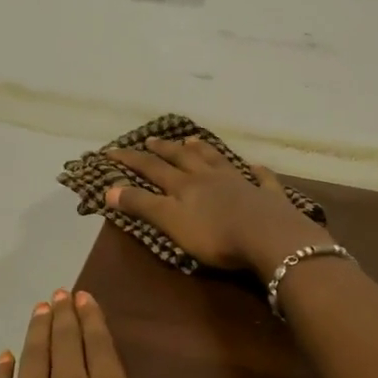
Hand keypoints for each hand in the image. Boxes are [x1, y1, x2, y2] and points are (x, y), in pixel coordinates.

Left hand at [0, 289, 285, 377]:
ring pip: (32, 357)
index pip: (101, 346)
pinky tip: (3, 358)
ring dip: (37, 332)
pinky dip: (0, 371)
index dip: (93, 319)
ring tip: (40, 310)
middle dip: (64, 316)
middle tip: (60, 293)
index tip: (84, 294)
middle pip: (65, 344)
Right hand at [104, 138, 333, 279]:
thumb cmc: (215, 235)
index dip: (130, 160)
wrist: (268, 237)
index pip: (151, 168)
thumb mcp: (171, 222)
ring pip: (217, 160)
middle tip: (151, 139)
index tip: (111, 151)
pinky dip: (256, 172)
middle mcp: (210, 177)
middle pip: (183, 159)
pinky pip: (261, 179)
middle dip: (164, 149)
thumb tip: (109, 189)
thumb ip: (142, 205)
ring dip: (203, 150)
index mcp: (184, 185)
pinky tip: (255, 167)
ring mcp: (241, 183)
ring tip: (192, 140)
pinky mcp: (267, 196)